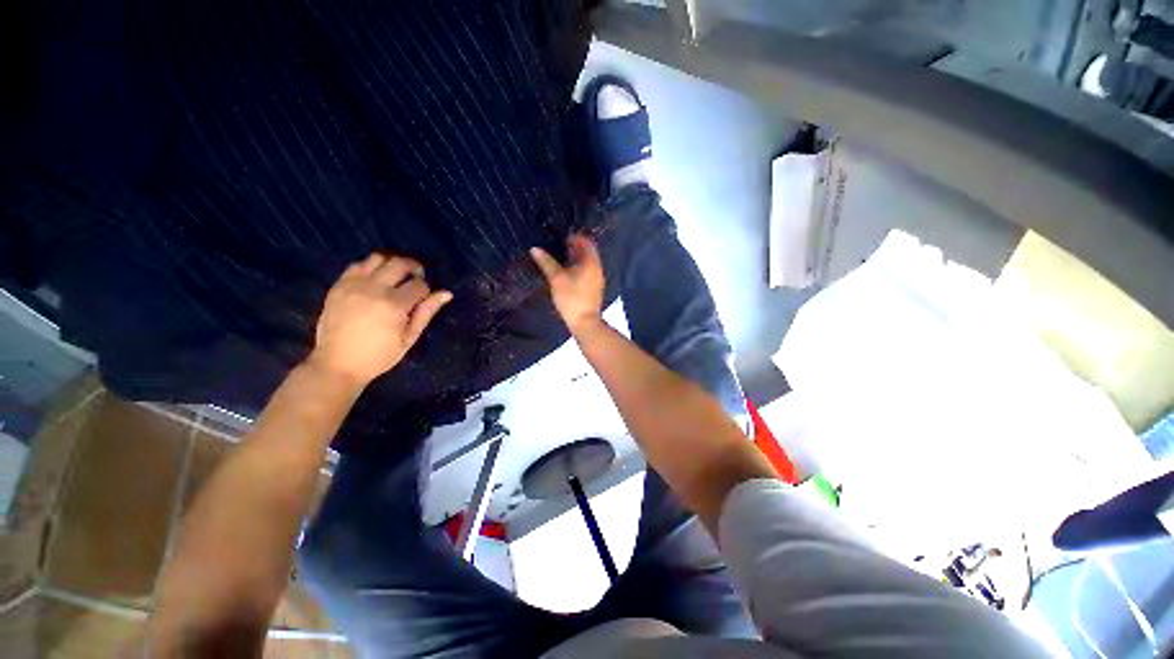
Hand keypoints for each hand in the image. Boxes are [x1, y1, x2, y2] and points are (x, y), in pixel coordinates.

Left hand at [308, 254, 452, 387]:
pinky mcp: (339, 285)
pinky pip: (358, 265)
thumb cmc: (379, 355)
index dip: (426, 290)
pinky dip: (371, 267)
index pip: (420, 284)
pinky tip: (375, 279)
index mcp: (394, 305)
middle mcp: (374, 289)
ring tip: (396, 275)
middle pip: (401, 263)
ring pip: (379, 257)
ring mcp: (354, 285)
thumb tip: (446, 293)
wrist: (337, 363)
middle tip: (416, 278)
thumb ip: (427, 312)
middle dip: (414, 268)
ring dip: (392, 263)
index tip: (423, 300)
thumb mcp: (409, 338)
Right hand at [530, 234, 603, 332]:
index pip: (587, 242)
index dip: (576, 237)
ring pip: (588, 263)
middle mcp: (597, 268)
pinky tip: (567, 273)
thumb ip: (546, 263)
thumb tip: (535, 249)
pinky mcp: (594, 289)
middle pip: (588, 252)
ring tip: (562, 258)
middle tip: (560, 246)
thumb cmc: (571, 298)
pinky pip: (588, 272)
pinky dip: (579, 268)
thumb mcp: (556, 279)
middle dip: (575, 247)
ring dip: (576, 258)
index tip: (563, 237)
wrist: (585, 322)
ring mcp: (597, 279)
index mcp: (591, 262)